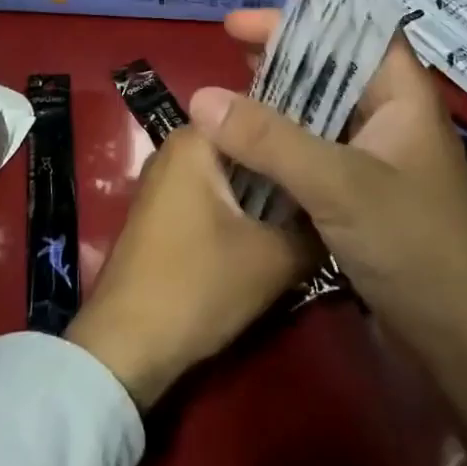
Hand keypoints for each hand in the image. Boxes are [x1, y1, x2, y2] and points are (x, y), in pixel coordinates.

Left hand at [66, 126, 319, 411]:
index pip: (263, 117)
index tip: (337, 155)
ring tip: (313, 208)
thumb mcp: (274, 260)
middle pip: (247, 146)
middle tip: (332, 187)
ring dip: (267, 193)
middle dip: (286, 168)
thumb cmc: (198, 287)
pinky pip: (215, 195)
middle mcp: (175, 149)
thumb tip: (341, 215)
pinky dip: (243, 209)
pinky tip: (274, 231)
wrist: (125, 348)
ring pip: (233, 174)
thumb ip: (314, 229)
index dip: (304, 135)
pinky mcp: (163, 213)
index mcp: (195, 140)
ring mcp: (165, 181)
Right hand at [187, 23, 466, 349]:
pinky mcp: (361, 192)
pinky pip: (316, 145)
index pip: (363, 24)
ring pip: (322, 104)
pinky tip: (250, 132)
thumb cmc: (414, 244)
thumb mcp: (339, 183)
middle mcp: (391, 116)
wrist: (462, 340)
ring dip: (282, 85)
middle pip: (335, 60)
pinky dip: (283, 131)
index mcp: (402, 95)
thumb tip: (201, 97)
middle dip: (288, 40)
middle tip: (232, 30)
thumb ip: (270, 139)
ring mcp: (376, 156)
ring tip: (235, 67)